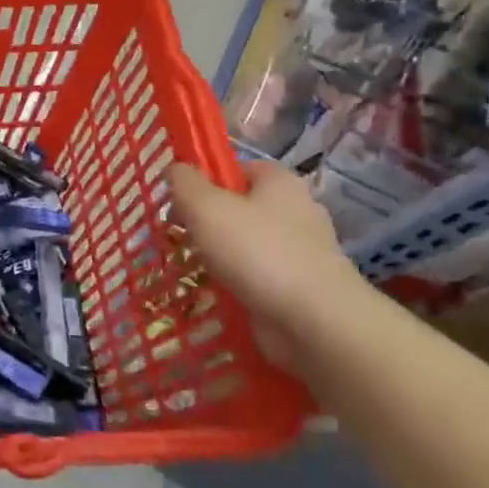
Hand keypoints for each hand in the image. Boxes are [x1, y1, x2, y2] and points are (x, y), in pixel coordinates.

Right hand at [169, 159, 366, 368]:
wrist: (313, 320)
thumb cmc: (256, 251)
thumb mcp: (205, 207)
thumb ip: (185, 183)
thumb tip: (176, 169)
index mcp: (280, 182)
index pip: (239, 167)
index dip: (208, 178)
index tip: (181, 199)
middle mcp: (297, 210)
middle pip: (242, 205)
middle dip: (210, 219)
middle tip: (181, 233)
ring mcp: (303, 250)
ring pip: (249, 242)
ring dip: (222, 253)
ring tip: (196, 265)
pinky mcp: (301, 285)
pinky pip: (259, 274)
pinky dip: (239, 281)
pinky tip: (219, 290)